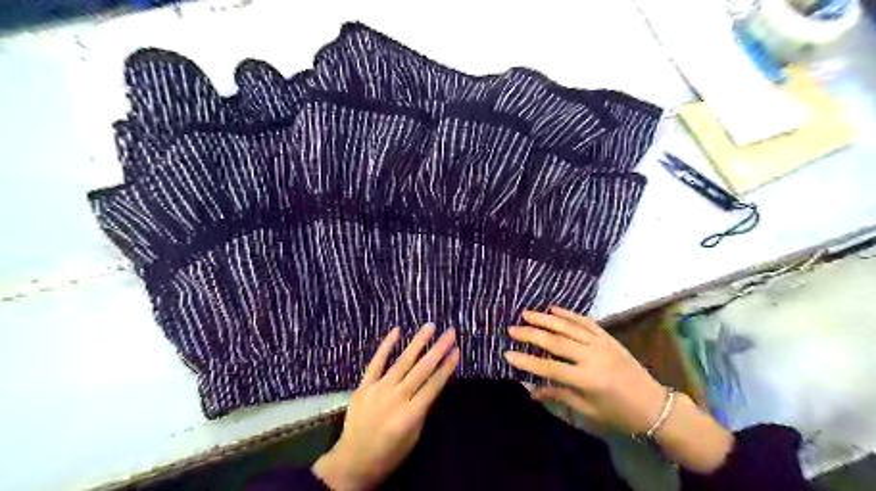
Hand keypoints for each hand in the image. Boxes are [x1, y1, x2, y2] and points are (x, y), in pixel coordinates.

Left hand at [312, 324, 459, 488]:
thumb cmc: (388, 454)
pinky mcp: (363, 386)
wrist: (352, 462)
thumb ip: (423, 408)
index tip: (457, 350)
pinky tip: (396, 331)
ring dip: (418, 342)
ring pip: (402, 361)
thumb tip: (434, 383)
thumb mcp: (413, 436)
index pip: (433, 385)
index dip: (447, 367)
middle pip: (421, 369)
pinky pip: (376, 362)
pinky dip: (386, 346)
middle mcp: (396, 398)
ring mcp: (378, 389)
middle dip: (438, 349)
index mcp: (410, 414)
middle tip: (450, 332)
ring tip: (430, 327)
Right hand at [503, 307, 667, 433]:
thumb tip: (531, 390)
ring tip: (526, 313)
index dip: (527, 361)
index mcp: (587, 379)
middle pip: (556, 341)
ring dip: (545, 319)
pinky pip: (585, 321)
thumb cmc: (618, 413)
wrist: (654, 404)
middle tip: (511, 329)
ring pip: (568, 327)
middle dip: (531, 334)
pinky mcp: (608, 337)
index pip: (550, 367)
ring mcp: (601, 343)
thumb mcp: (587, 410)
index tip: (507, 354)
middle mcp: (592, 356)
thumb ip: (558, 395)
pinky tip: (553, 309)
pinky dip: (569, 314)